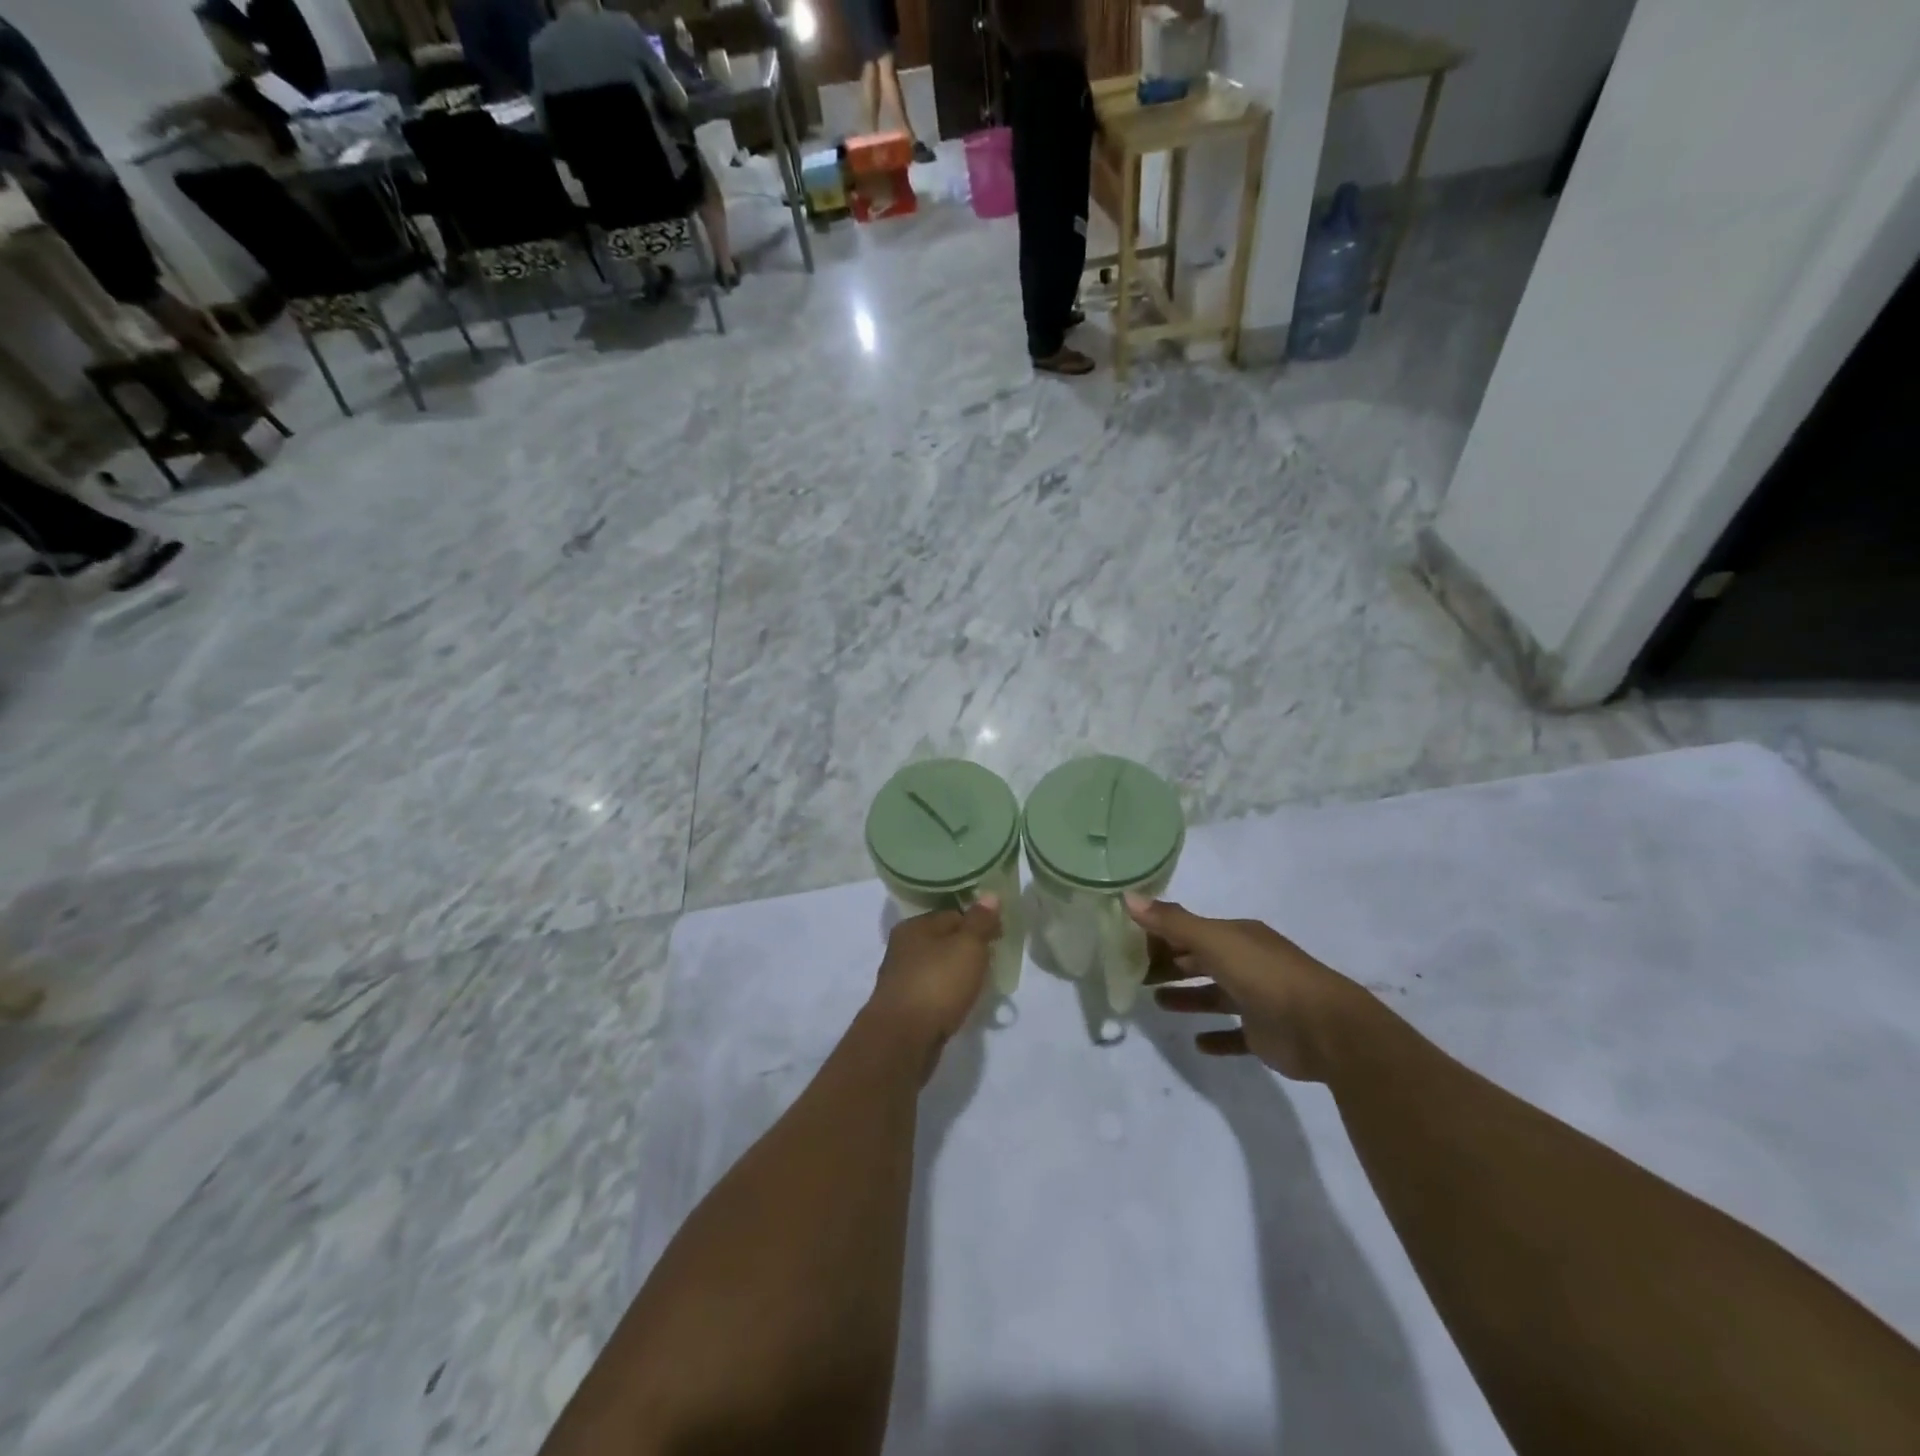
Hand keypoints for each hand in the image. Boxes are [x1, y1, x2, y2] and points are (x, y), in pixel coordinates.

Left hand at [868, 898, 1001, 1050]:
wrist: (903, 1039)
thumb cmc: (937, 984)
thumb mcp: (967, 946)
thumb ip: (980, 921)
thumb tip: (989, 894)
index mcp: (914, 926)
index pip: (953, 914)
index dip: (979, 923)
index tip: (1000, 937)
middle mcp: (902, 948)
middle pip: (943, 941)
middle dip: (967, 949)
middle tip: (992, 961)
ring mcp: (900, 979)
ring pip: (937, 967)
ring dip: (956, 973)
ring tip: (980, 984)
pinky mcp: (903, 1007)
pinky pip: (932, 991)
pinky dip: (947, 994)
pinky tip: (959, 1004)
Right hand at [1125, 896, 1378, 1082]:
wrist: (1326, 1030)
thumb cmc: (1266, 977)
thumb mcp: (1216, 943)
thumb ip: (1173, 923)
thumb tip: (1128, 897)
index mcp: (1237, 937)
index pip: (1189, 930)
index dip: (1159, 934)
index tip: (1127, 943)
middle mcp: (1247, 962)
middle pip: (1199, 960)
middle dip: (1169, 964)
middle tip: (1133, 974)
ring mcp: (1257, 999)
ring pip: (1214, 994)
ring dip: (1187, 996)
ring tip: (1156, 1002)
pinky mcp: (1265, 1034)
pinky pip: (1234, 1034)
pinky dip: (1216, 1037)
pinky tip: (1198, 1043)